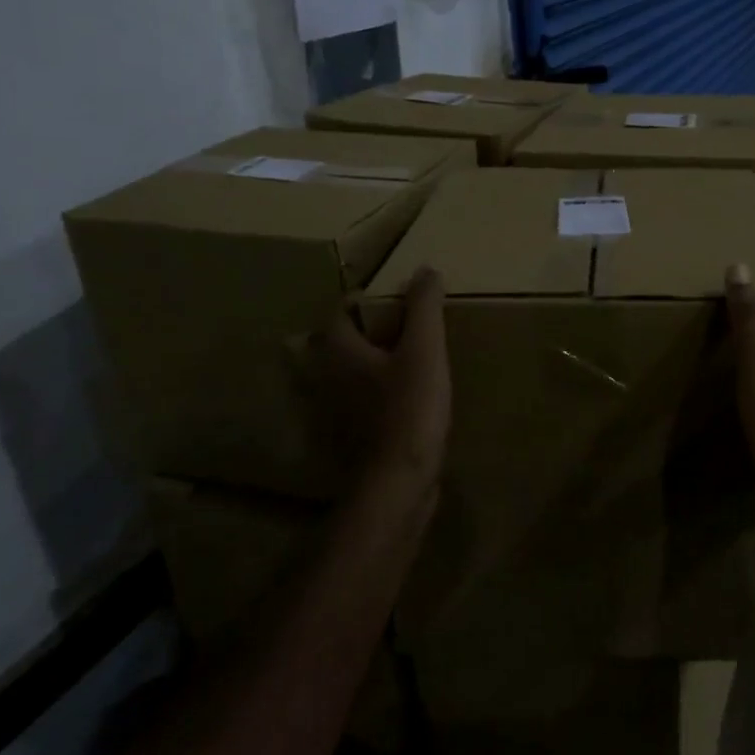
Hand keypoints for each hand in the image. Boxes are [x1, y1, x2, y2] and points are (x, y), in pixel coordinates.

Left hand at [312, 267, 450, 494]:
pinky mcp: (353, 437)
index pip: (339, 312)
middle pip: (341, 343)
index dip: (364, 300)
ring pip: (350, 374)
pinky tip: (408, 397)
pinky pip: (363, 402)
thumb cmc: (409, 409)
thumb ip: (424, 307)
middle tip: (404, 324)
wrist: (398, 484)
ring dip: (372, 363)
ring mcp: (337, 412)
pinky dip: (379, 393)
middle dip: (368, 330)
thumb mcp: (424, 349)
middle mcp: (328, 378)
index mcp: (339, 352)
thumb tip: (426, 270)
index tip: (395, 298)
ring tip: (409, 357)